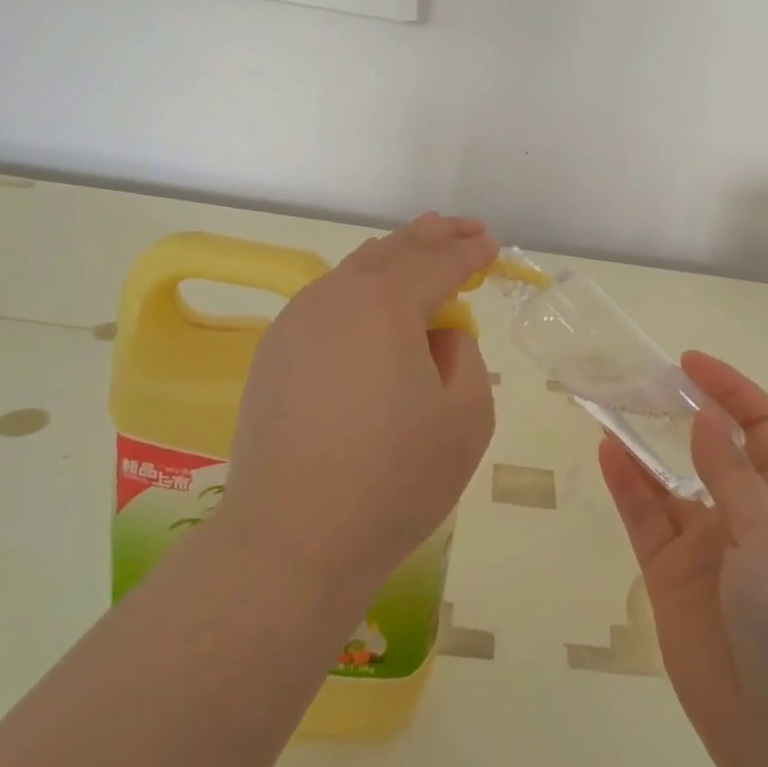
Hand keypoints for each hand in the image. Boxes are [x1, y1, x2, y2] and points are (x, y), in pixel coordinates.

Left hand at [219, 213, 498, 598]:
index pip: (440, 263)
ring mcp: (297, 321)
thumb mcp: (466, 416)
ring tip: (421, 248)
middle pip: (394, 251)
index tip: (492, 246)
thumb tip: (439, 334)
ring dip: (395, 256)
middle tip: (464, 227)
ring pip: (355, 270)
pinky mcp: (275, 351)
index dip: (470, 253)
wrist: (292, 539)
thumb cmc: (394, 479)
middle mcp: (336, 296)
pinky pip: (328, 299)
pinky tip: (373, 299)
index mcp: (386, 303)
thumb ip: (464, 355)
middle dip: (434, 236)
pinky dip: (361, 287)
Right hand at [598, 352, 767, 766]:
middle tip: (640, 379)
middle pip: (710, 449)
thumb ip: (732, 474)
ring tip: (611, 403)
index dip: (730, 390)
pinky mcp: (669, 576)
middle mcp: (747, 517)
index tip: (689, 363)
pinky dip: (626, 484)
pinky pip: (644, 519)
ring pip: (669, 482)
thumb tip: (707, 415)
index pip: (761, 427)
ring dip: (644, 444)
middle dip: (682, 412)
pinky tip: (607, 451)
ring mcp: (706, 547)